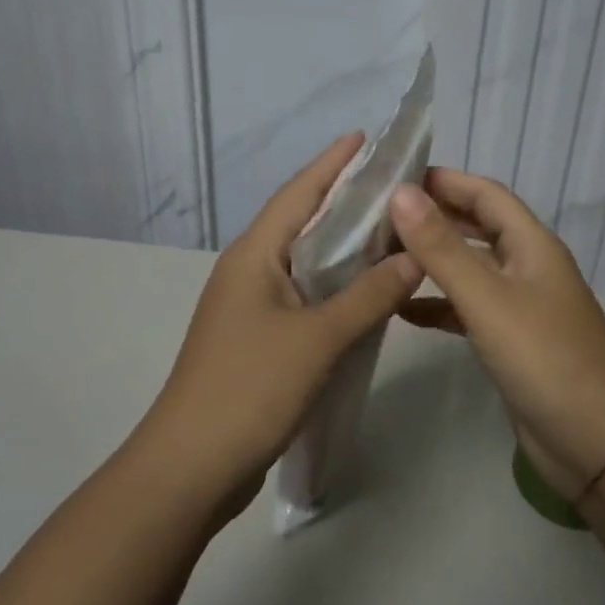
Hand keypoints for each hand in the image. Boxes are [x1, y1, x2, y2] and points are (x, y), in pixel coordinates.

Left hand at [136, 134, 422, 515]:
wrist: (191, 466)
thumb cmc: (250, 389)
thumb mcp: (317, 340)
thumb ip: (368, 296)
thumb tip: (413, 259)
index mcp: (254, 255)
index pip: (298, 193)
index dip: (332, 164)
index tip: (366, 138)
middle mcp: (249, 271)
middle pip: (301, 222)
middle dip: (343, 200)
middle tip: (393, 184)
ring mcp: (250, 306)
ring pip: (303, 262)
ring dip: (341, 245)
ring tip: (389, 229)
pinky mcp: (258, 339)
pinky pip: (303, 296)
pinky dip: (334, 286)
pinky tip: (364, 292)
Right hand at [390, 169, 604, 498]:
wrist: (595, 444)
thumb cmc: (544, 359)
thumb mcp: (487, 298)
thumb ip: (442, 247)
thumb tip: (400, 193)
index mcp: (531, 245)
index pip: (485, 194)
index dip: (444, 180)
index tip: (393, 175)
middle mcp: (527, 266)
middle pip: (476, 227)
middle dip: (432, 217)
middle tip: (378, 216)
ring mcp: (519, 305)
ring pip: (469, 269)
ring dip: (431, 261)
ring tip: (380, 257)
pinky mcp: (510, 341)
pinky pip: (467, 309)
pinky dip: (437, 305)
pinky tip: (402, 310)